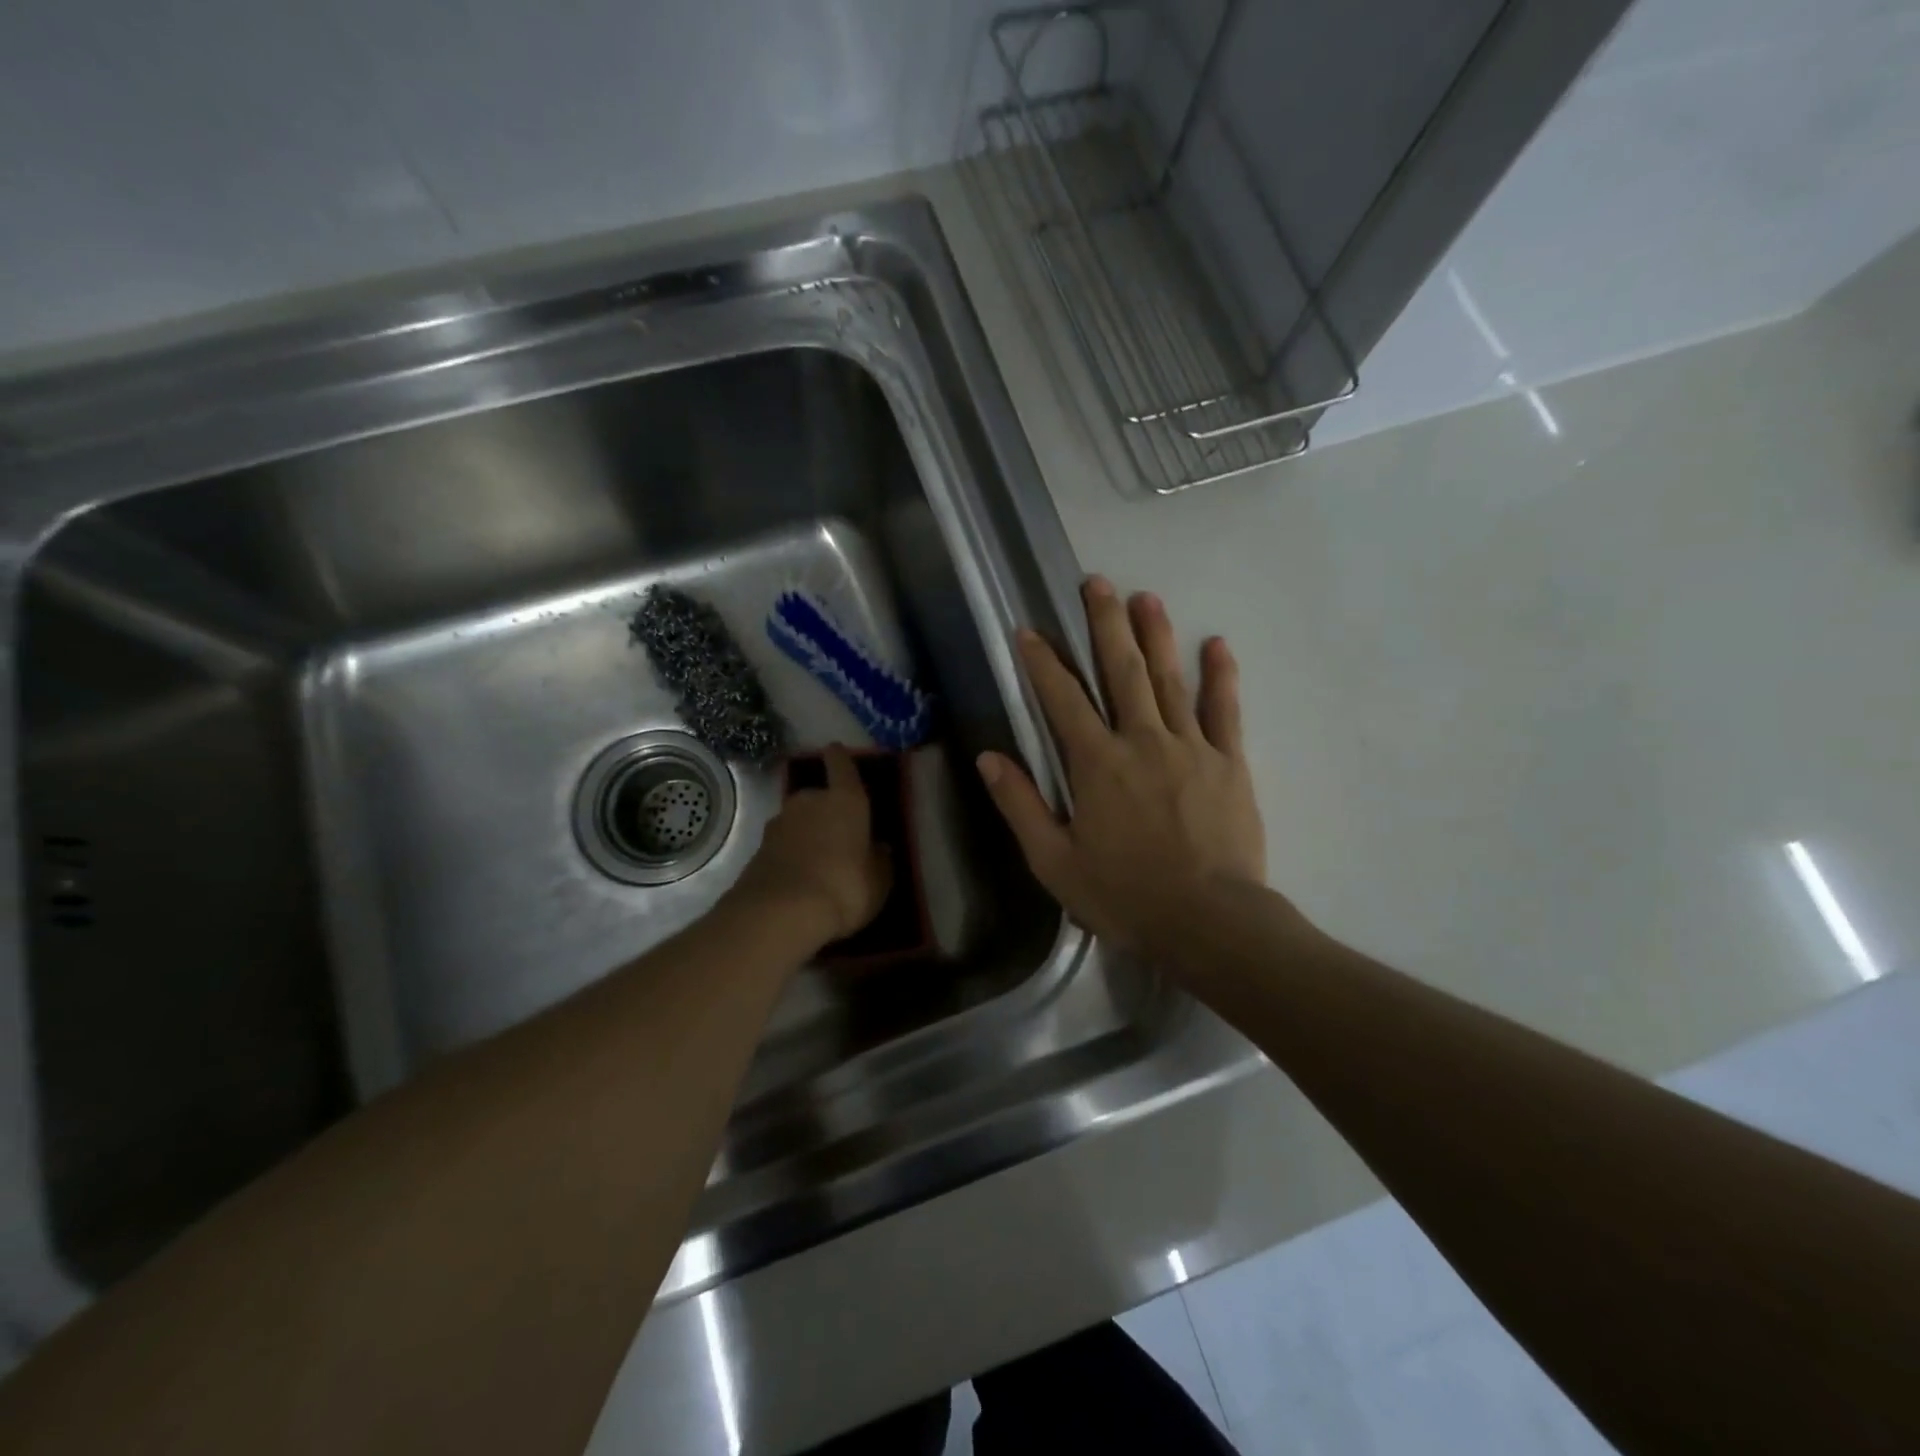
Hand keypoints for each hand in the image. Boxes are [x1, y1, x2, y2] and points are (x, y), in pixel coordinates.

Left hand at [732, 743, 890, 947]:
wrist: (780, 913)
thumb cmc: (844, 887)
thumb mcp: (879, 880)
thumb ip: (880, 860)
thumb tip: (879, 848)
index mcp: (846, 800)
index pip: (842, 765)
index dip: (839, 757)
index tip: (835, 749)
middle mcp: (810, 801)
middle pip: (818, 795)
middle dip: (826, 809)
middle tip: (838, 832)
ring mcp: (779, 823)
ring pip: (798, 820)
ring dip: (806, 832)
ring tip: (818, 858)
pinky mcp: (758, 849)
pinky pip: (782, 844)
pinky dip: (790, 853)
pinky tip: (799, 876)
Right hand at [977, 577, 1265, 956]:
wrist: (1209, 921)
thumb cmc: (1125, 895)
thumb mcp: (1054, 861)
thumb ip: (1021, 805)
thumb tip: (989, 757)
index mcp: (1096, 764)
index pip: (1062, 700)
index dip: (1042, 662)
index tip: (1029, 630)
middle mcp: (1141, 741)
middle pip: (1120, 671)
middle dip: (1105, 624)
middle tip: (1096, 583)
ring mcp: (1191, 747)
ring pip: (1169, 680)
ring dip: (1155, 636)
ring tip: (1145, 596)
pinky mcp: (1229, 763)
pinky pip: (1225, 711)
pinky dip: (1220, 676)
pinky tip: (1217, 644)